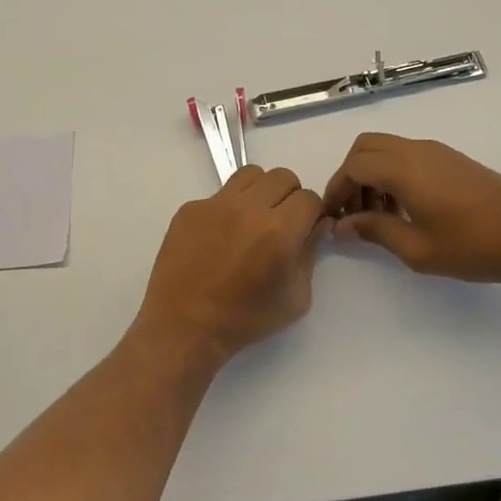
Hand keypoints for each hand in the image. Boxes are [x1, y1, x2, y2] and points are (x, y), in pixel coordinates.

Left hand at [135, 166, 328, 365]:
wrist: (185, 326)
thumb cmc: (245, 319)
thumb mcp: (295, 297)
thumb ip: (309, 254)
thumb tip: (316, 225)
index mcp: (279, 230)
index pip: (309, 198)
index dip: (311, 213)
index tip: (304, 228)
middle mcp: (248, 208)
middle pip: (282, 177)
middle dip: (289, 197)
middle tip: (281, 222)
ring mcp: (215, 204)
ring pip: (251, 174)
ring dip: (260, 191)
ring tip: (252, 219)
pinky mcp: (190, 208)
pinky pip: (219, 194)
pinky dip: (228, 208)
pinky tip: (220, 237)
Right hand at [321, 134, 500, 283]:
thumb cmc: (471, 245)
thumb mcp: (415, 248)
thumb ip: (374, 231)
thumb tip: (343, 225)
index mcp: (403, 168)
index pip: (353, 166)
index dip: (336, 188)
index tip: (332, 216)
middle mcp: (416, 150)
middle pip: (366, 146)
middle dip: (351, 175)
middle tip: (353, 211)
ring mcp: (436, 151)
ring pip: (387, 148)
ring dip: (373, 174)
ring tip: (379, 216)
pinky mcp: (452, 159)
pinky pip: (408, 155)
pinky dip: (393, 173)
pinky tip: (405, 208)